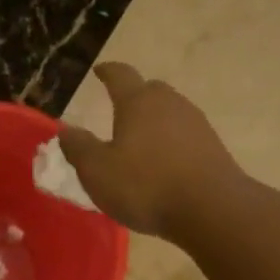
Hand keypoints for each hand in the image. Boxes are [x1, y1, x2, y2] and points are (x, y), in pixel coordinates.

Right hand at [59, 63, 245, 240]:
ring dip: (155, 120)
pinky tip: (165, 162)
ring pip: (170, 111)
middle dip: (134, 95)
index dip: (108, 72)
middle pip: (150, 90)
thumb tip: (65, 130)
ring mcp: (196, 123)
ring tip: (141, 139)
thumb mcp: (98, 171)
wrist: (212, 209)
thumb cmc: (146, 186)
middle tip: (120, 108)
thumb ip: (79, 148)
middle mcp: (169, 103)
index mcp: (138, 102)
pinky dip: (172, 141)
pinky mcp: (213, 147)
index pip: (120, 75)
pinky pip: (185, 135)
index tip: (100, 70)